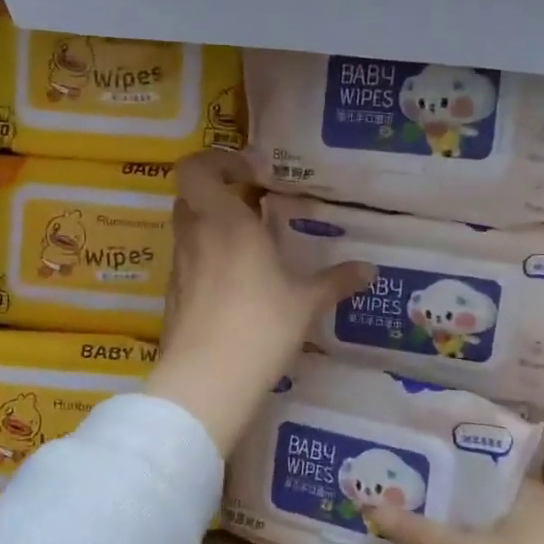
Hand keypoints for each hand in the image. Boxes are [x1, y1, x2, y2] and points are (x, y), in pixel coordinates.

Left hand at [145, 151, 371, 454]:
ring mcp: (179, 267)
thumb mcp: (306, 302)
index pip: (196, 167)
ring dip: (211, 226)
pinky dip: (206, 260)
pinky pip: (187, 262)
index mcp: (225, 221)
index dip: (217, 161)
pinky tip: (234, 285)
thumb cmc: (260, 326)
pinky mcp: (172, 296)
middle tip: (251, 206)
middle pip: (191, 195)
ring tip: (248, 246)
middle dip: (218, 193)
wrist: (207, 381)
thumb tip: (370, 270)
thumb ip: (336, 280)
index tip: (250, 175)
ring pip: (187, 228)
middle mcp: (196, 235)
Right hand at [365, 481, 543, 543]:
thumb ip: (417, 534)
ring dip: (467, 541)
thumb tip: (368, 508)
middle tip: (409, 506)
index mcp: (537, 493)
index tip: (414, 475)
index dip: (448, 472)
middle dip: (452, 510)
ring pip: (499, 538)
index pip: (486, 471)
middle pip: (489, 505)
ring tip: (424, 538)